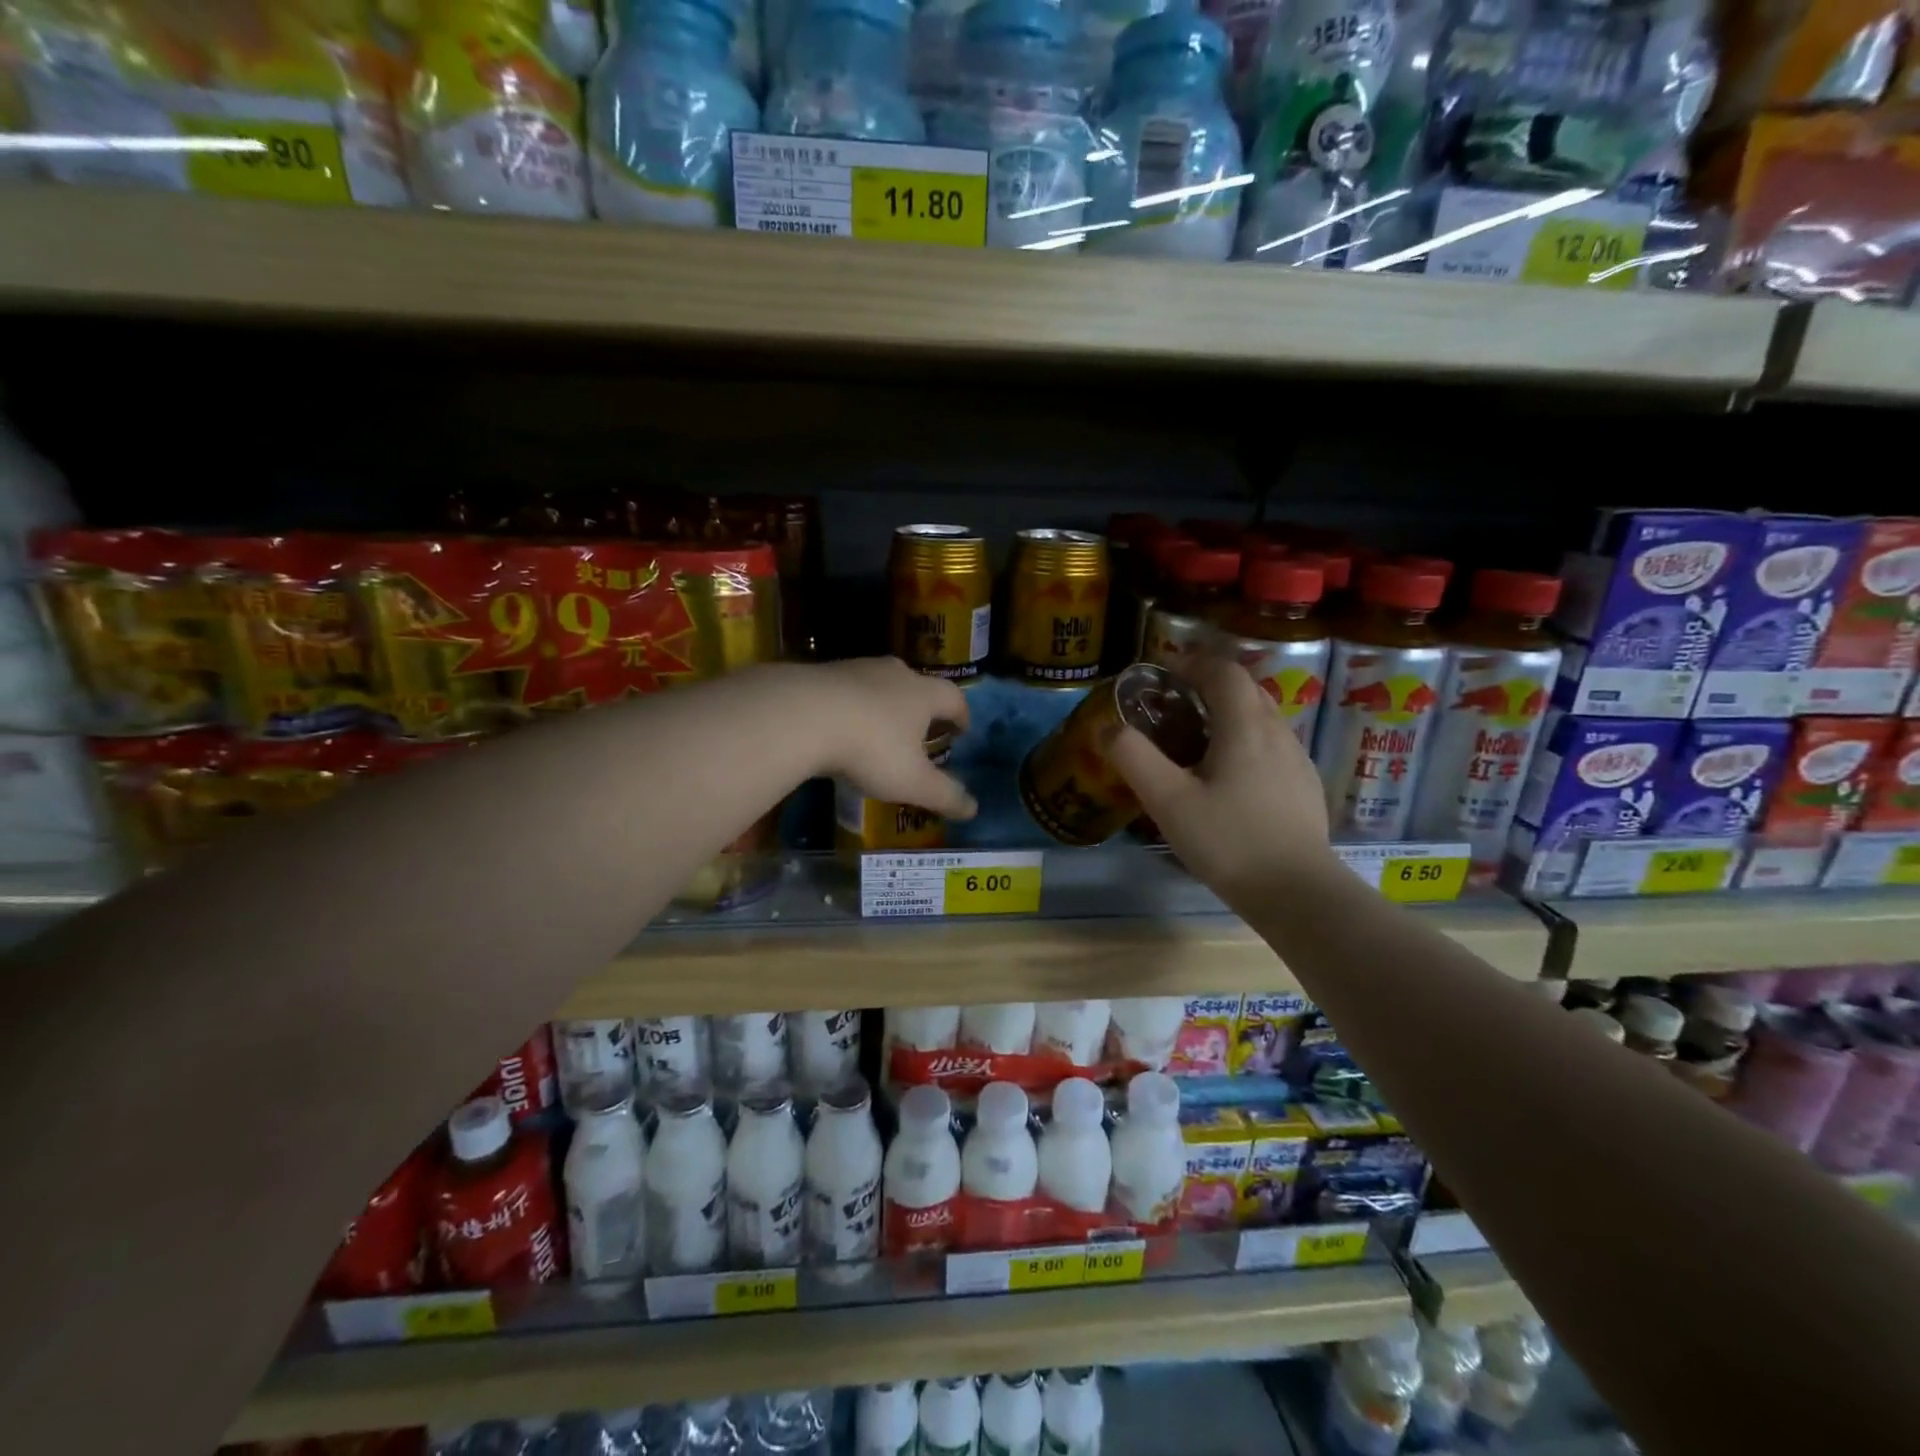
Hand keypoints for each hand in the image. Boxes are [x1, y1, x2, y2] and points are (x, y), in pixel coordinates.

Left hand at [806, 657, 976, 819]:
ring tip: (880, 731)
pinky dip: (851, 708)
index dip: (961, 715)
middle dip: (922, 708)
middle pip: (917, 685)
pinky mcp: (820, 674)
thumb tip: (973, 809)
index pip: (954, 698)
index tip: (961, 730)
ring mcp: (855, 669)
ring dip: (885, 705)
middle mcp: (893, 674)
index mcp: (922, 693)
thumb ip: (944, 795)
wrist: (800, 715)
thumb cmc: (870, 748)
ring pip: (879, 685)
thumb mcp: (912, 782)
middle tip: (922, 731)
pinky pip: (845, 691)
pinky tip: (841, 728)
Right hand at [1109, 655, 1331, 911]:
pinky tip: (1230, 778)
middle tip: (1176, 705)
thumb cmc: (1229, 841)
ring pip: (1262, 718)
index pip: (1224, 671)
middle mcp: (1277, 732)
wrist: (1298, 893)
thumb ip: (1134, 758)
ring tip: (1199, 740)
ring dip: (1230, 714)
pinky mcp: (1304, 787)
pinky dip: (1247, 742)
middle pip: (1246, 689)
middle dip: (1210, 686)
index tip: (1165, 672)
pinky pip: (1273, 746)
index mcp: (1245, 726)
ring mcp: (1297, 760)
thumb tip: (1107, 727)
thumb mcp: (1168, 801)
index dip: (1194, 663)